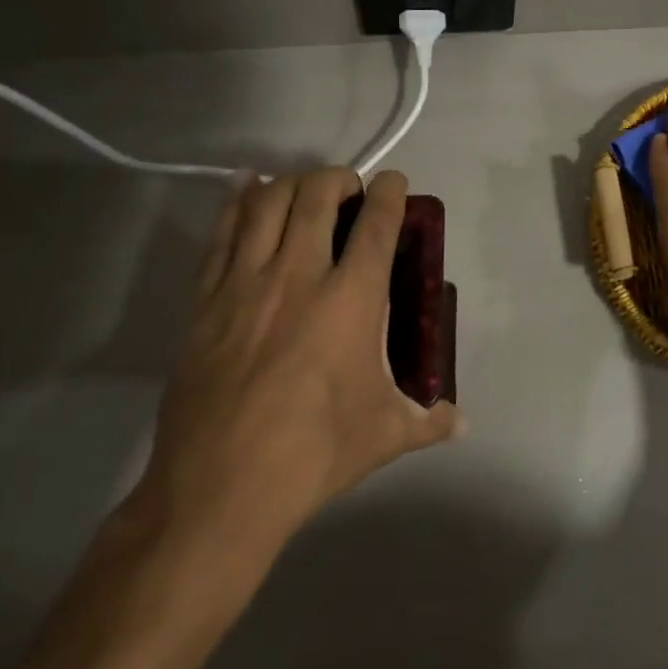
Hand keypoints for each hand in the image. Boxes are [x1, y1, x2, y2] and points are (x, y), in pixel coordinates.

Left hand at [130, 168, 459, 583]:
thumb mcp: (383, 435)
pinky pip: (221, 233)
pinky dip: (238, 200)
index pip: (376, 224)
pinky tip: (247, 184)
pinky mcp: (205, 301)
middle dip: (338, 178)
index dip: (389, 193)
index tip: (393, 182)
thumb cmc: (314, 453)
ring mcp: (246, 284)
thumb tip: (462, 424)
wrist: (220, 490)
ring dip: (292, 182)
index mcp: (351, 300)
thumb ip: (428, 421)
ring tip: (305, 187)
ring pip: (267, 204)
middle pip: (317, 196)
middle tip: (349, 189)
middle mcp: (299, 276)